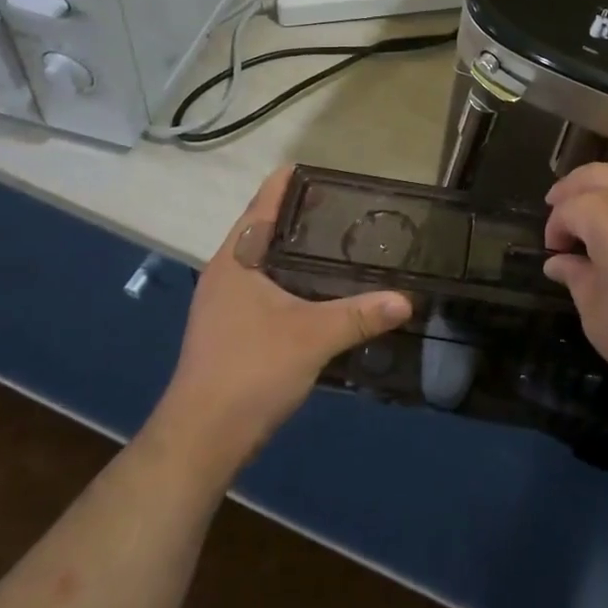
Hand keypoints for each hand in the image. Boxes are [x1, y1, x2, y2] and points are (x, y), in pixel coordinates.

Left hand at [152, 169, 410, 474]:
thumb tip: (406, 299)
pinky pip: (265, 288)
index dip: (287, 183)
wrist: (201, 439)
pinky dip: (291, 279)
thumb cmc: (250, 371)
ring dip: (294, 251)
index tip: (318, 168)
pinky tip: (319, 291)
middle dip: (299, 216)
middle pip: (262, 230)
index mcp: (235, 260)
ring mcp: (223, 305)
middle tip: (344, 207)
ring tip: (338, 244)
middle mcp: (225, 274)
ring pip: (264, 262)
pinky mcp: (230, 331)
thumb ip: (360, 315)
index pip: (261, 205)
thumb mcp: (313, 338)